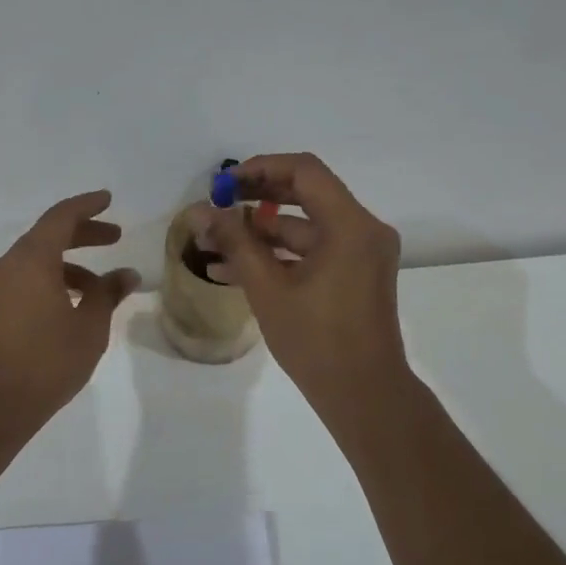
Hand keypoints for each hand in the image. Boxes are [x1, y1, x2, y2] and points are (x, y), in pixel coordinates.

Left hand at [0, 190, 139, 425]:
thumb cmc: (47, 360)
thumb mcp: (90, 326)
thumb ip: (108, 294)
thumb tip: (127, 274)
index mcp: (32, 260)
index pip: (61, 217)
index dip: (87, 205)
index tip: (108, 199)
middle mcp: (10, 265)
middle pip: (49, 236)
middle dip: (83, 233)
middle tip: (115, 237)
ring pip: (38, 261)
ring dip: (71, 265)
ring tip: (102, 288)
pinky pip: (27, 280)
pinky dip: (53, 281)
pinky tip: (74, 306)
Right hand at [204, 153, 408, 416]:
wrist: (364, 395)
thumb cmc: (317, 341)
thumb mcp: (268, 289)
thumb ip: (235, 243)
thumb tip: (201, 211)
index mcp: (350, 225)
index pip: (305, 171)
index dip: (260, 169)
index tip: (224, 184)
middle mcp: (363, 230)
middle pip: (306, 194)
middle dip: (257, 198)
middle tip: (217, 205)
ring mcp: (361, 254)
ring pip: (306, 227)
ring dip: (261, 233)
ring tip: (213, 244)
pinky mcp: (355, 275)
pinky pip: (314, 252)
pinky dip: (280, 256)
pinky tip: (234, 269)